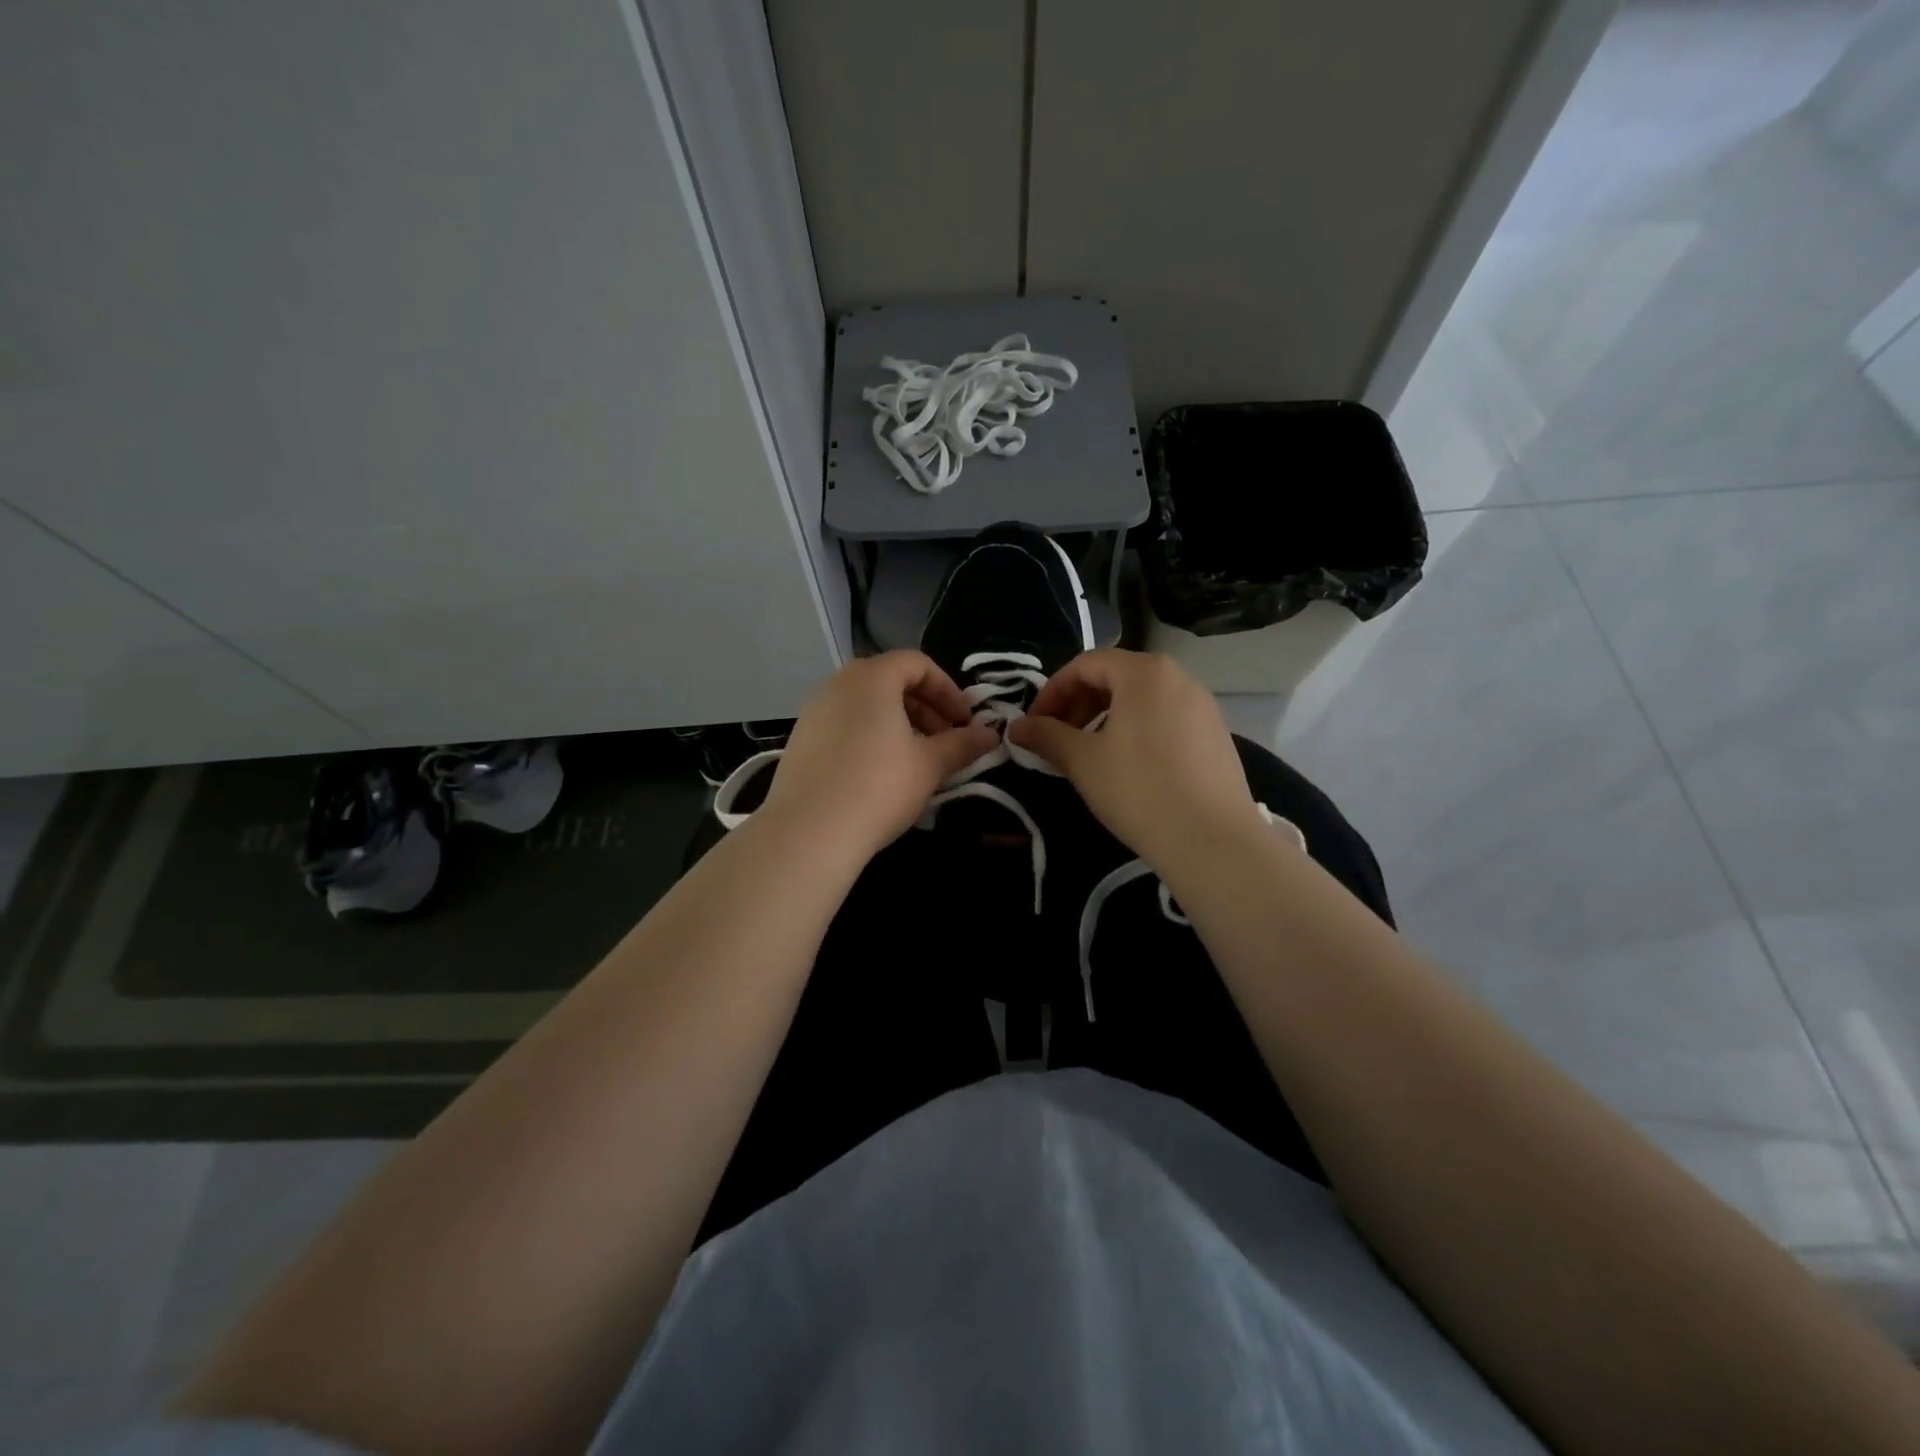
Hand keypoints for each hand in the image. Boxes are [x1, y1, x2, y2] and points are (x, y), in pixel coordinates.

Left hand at [760, 651, 997, 861]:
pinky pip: (844, 724)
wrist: (809, 832)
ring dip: (898, 722)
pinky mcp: (800, 740)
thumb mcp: (930, 766)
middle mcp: (838, 684)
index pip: (917, 664)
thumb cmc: (878, 788)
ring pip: (866, 704)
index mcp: (872, 678)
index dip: (948, 689)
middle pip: (890, 680)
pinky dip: (870, 735)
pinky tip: (880, 772)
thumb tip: (990, 734)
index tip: (965, 721)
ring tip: (916, 758)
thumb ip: (962, 744)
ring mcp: (814, 711)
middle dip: (925, 706)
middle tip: (945, 740)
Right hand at [1008, 649, 1262, 869]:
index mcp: (1145, 673)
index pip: (1086, 664)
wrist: (1213, 841)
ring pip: (1141, 699)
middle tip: (1056, 738)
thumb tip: (1016, 727)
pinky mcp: (1216, 735)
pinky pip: (1165, 719)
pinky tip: (1127, 767)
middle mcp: (1179, 678)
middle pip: (1116, 676)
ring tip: (1088, 753)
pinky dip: (1136, 730)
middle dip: (1078, 703)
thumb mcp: (1083, 761)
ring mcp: (1203, 706)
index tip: (1033, 724)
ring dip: (1105, 718)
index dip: (1052, 691)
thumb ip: (1046, 736)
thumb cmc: (1139, 790)